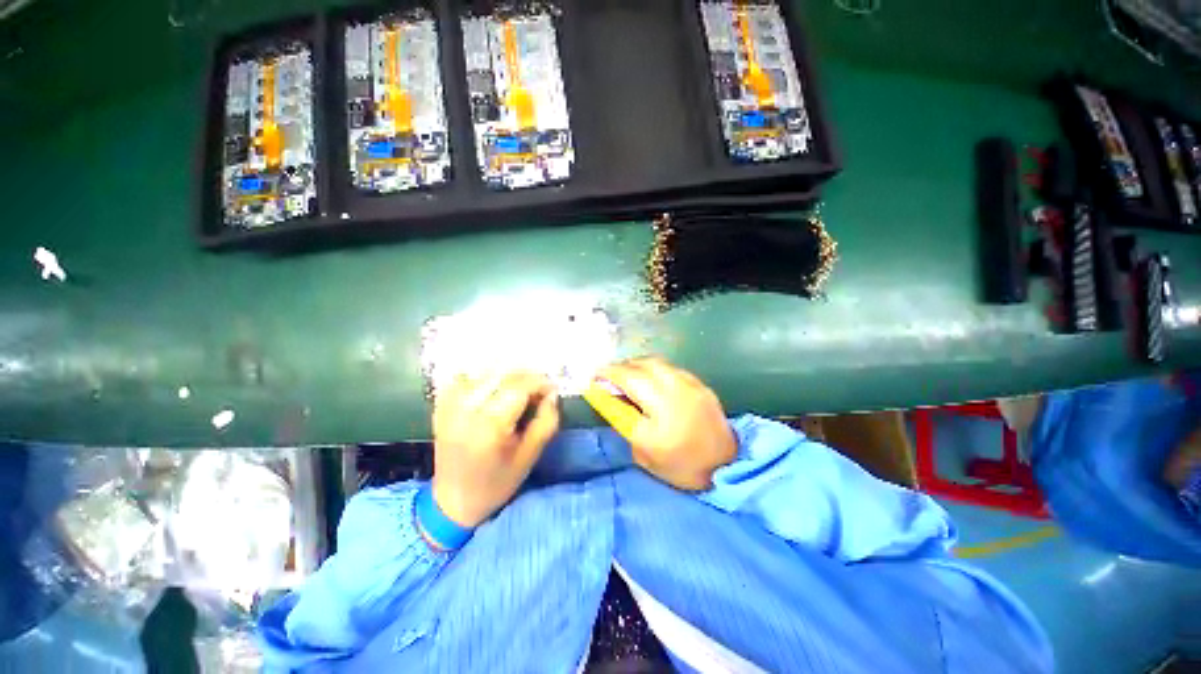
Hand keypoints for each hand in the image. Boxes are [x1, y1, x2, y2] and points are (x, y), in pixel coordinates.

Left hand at [432, 371, 559, 527]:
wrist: (452, 501)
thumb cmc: (497, 482)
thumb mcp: (530, 455)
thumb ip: (546, 421)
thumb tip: (552, 394)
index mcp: (489, 424)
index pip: (520, 386)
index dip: (541, 383)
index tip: (553, 391)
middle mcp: (467, 408)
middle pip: (503, 374)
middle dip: (527, 377)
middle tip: (539, 391)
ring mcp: (450, 404)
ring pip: (486, 371)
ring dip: (508, 376)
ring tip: (520, 391)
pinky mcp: (442, 404)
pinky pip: (467, 376)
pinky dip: (485, 377)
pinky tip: (494, 389)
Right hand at [597, 358, 735, 490]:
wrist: (726, 466)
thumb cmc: (680, 466)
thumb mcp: (643, 452)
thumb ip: (624, 420)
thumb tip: (608, 396)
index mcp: (658, 419)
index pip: (626, 387)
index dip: (607, 377)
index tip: (593, 376)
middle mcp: (674, 396)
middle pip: (640, 368)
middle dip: (620, 367)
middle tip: (609, 374)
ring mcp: (690, 387)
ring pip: (656, 363)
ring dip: (637, 364)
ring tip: (627, 373)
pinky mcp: (701, 384)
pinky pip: (671, 368)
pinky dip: (655, 369)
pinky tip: (651, 377)